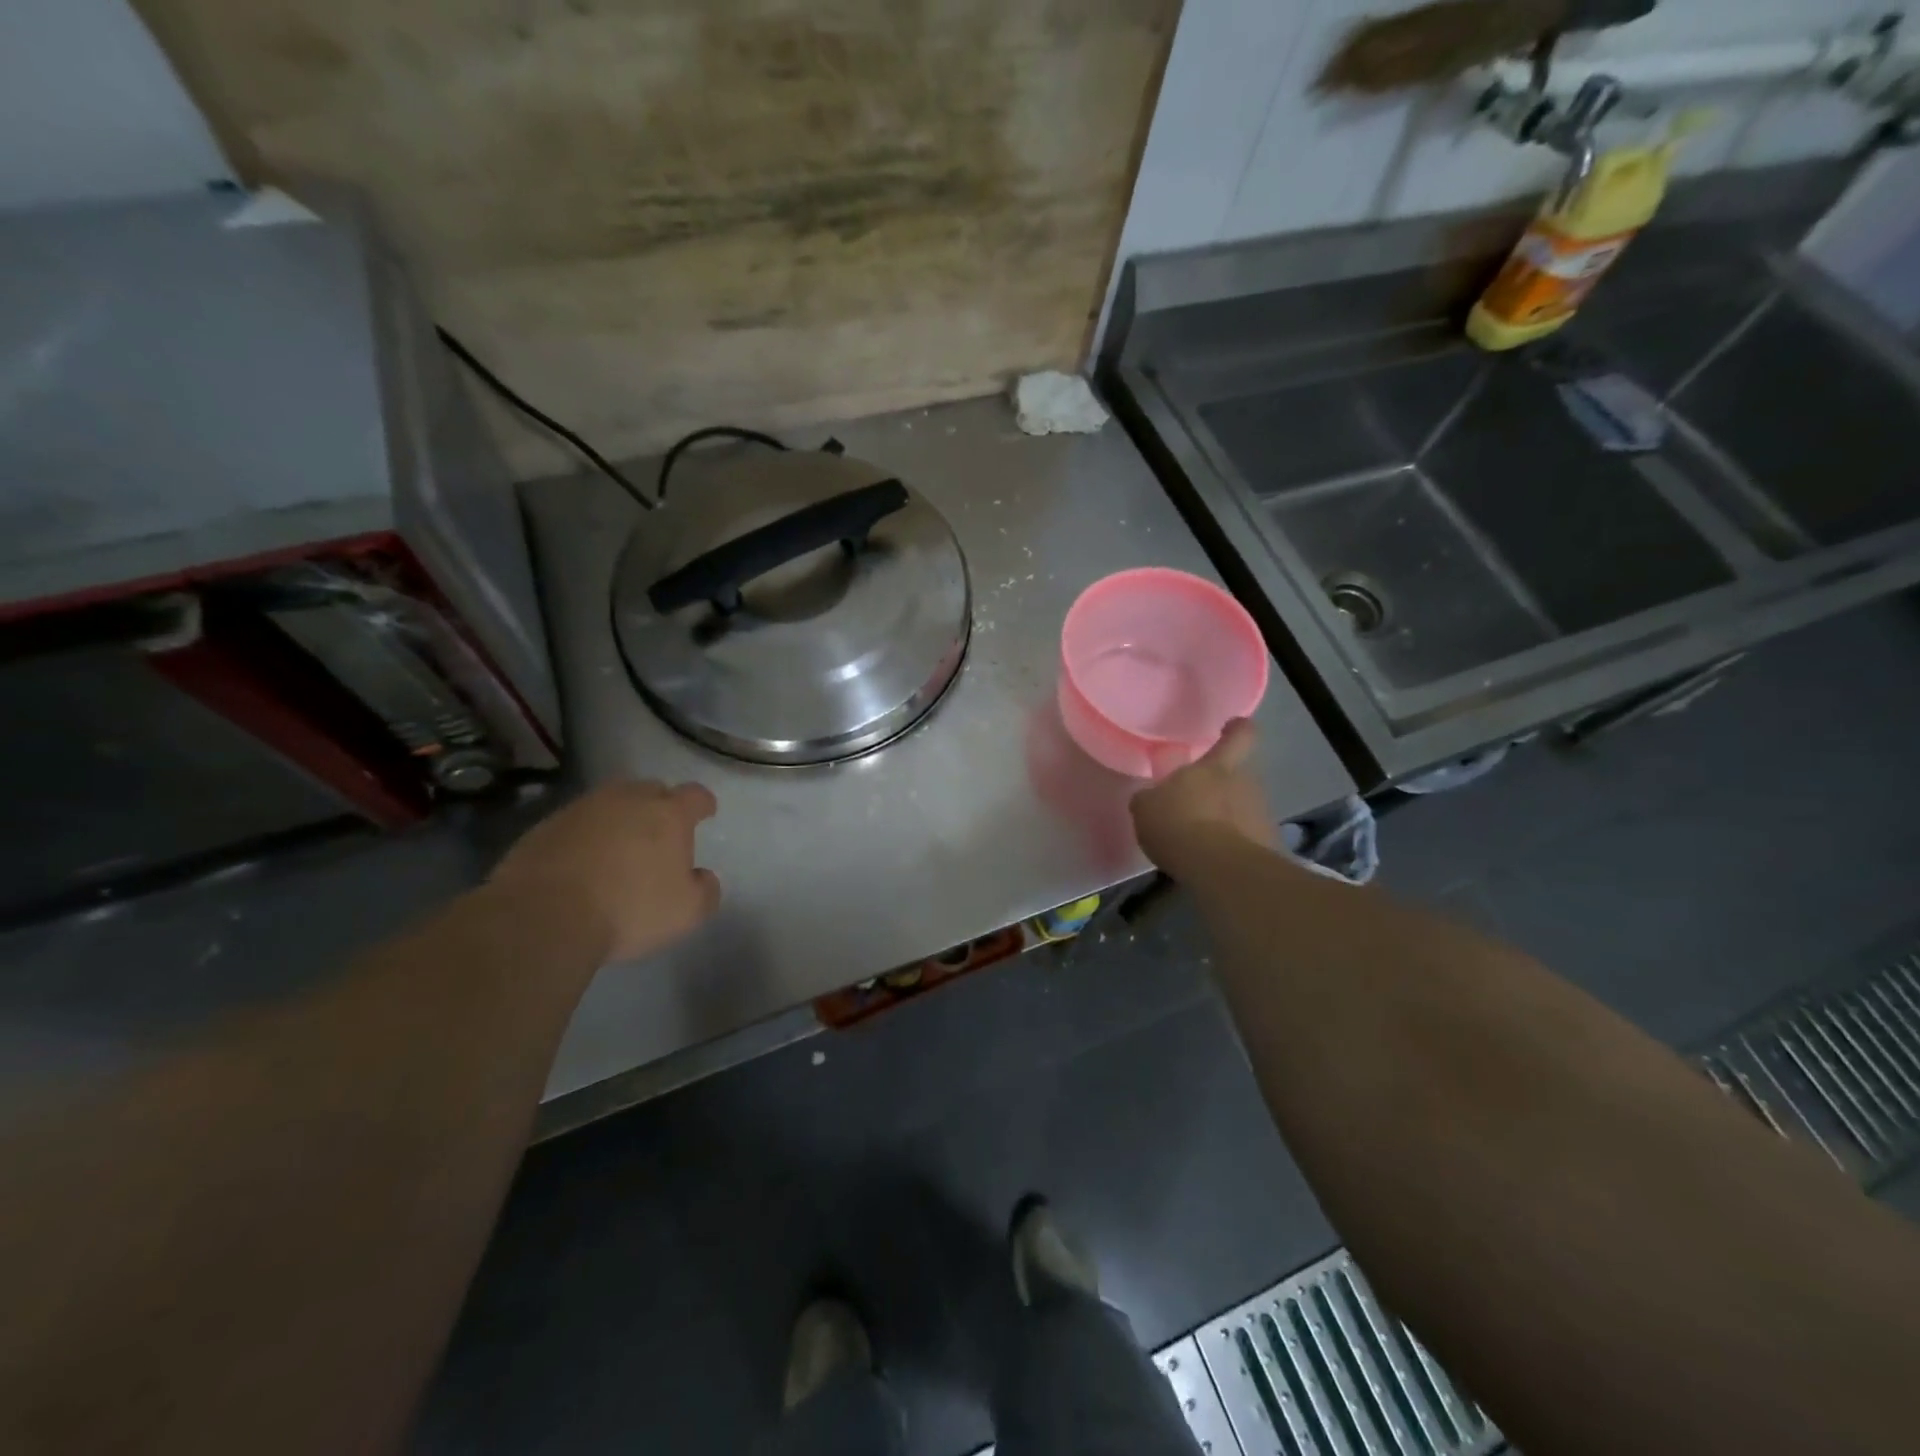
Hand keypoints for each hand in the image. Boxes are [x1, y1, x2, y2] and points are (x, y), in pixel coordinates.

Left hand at [489, 780, 720, 962]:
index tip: (706, 813)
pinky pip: (576, 824)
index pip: (695, 795)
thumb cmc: (629, 909)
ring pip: (610, 804)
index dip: (703, 804)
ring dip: (619, 819)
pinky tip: (581, 864)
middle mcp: (627, 799)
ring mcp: (582, 809)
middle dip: (659, 806)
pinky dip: (585, 837)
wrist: (543, 916)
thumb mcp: (687, 912)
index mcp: (668, 814)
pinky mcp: (544, 826)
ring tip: (618, 848)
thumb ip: (705, 890)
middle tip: (659, 833)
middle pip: (651, 790)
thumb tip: (702, 877)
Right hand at [1130, 719, 1275, 875]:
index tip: (1231, 727)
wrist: (1220, 869)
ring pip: (1244, 808)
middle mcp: (1246, 784)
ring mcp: (1262, 815)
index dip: (1237, 729)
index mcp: (1216, 767)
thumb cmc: (1179, 825)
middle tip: (1197, 804)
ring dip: (1227, 819)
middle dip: (1221, 788)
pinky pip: (1248, 838)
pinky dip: (1234, 846)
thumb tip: (1152, 798)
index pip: (1240, 735)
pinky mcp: (1269, 846)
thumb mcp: (1146, 808)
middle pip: (1238, 776)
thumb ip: (1151, 799)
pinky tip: (1215, 862)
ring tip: (1203, 841)